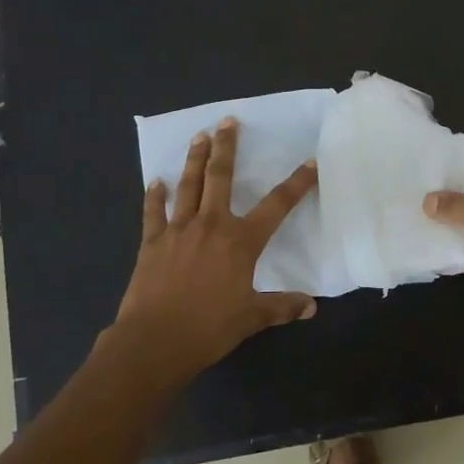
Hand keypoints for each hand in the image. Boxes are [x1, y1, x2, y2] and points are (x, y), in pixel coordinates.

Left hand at [104, 120, 318, 388]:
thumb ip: (281, 307)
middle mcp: (211, 226)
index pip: (277, 205)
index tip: (310, 163)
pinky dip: (154, 196)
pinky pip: (154, 213)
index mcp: (241, 242)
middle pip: (220, 178)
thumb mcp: (252, 318)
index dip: (296, 184)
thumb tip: (311, 306)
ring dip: (194, 159)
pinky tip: (155, 182)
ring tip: (199, 136)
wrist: (155, 341)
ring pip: (188, 185)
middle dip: (226, 147)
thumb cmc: (209, 328)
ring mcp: (178, 230)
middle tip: (228, 121)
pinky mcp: (152, 242)